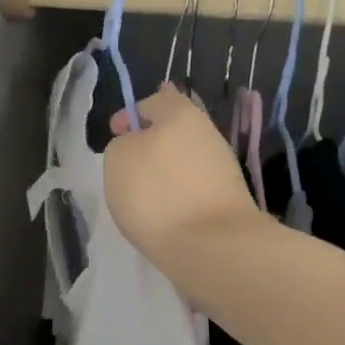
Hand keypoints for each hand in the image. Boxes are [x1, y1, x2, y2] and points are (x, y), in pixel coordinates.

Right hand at [104, 84, 262, 265]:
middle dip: (151, 144)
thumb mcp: (117, 159)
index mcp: (182, 114)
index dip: (131, 114)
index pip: (156, 99)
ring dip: (165, 172)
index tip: (115, 134)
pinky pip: (194, 187)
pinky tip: (166, 214)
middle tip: (128, 167)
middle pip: (175, 131)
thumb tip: (139, 148)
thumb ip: (124, 144)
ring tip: (145, 197)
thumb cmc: (156, 193)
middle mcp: (208, 133)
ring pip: (185, 160)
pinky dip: (178, 195)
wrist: (211, 245)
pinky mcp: (228, 198)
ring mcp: (223, 167)